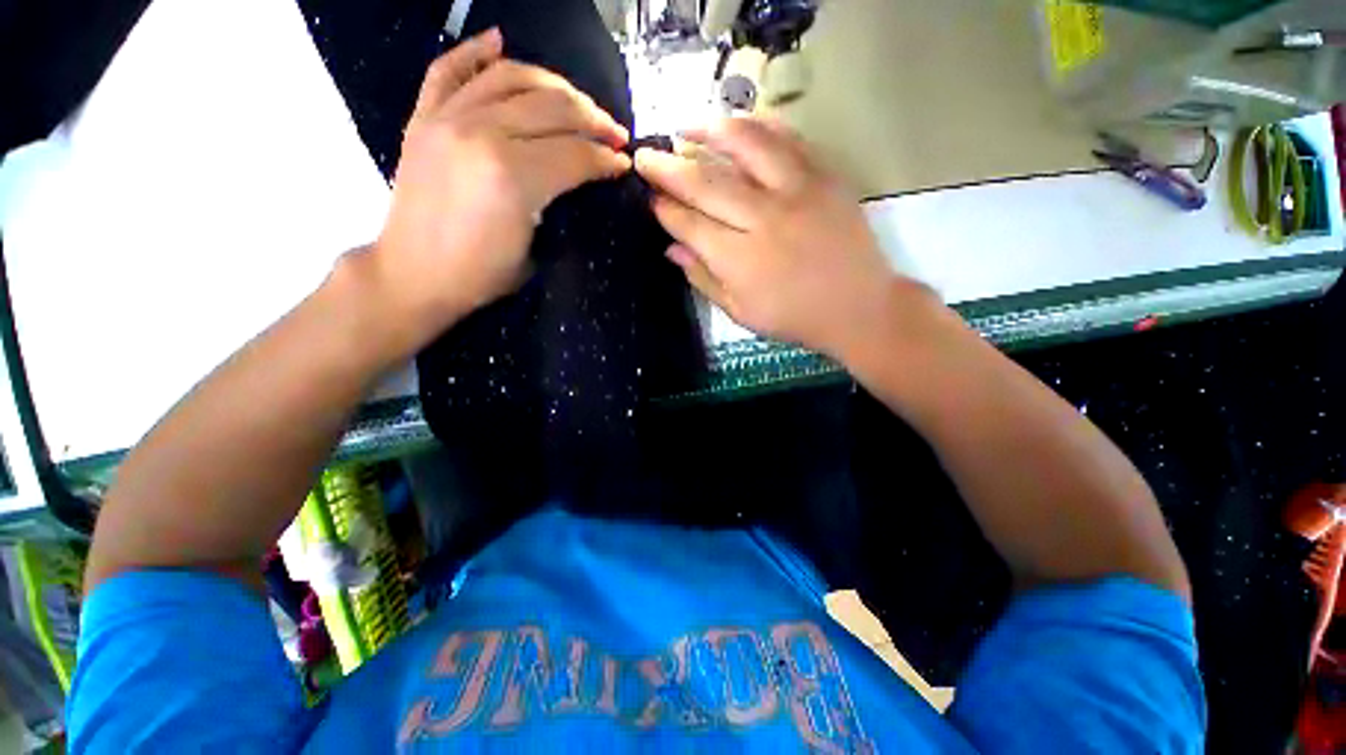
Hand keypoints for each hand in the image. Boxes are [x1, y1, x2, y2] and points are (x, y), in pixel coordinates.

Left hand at [370, 28, 630, 342]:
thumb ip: (560, 205)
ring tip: (577, 101)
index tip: (624, 163)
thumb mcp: (535, 250)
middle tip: (614, 133)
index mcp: (514, 178)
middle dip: (594, 119)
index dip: (606, 158)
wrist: (414, 274)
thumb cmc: (481, 275)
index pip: (575, 154)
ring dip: (555, 85)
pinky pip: (451, 69)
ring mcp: (448, 119)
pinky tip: (499, 40)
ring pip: (512, 77)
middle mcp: (482, 134)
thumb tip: (583, 178)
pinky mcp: (425, 117)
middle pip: (552, 107)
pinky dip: (476, 50)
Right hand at [634, 116, 929, 356]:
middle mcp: (763, 219)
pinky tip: (738, 125)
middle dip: (668, 168)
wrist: (857, 307)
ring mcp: (797, 191)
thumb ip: (703, 279)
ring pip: (745, 145)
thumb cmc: (793, 317)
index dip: (665, 209)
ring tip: (686, 127)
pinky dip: (759, 125)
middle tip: (645, 156)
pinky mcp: (824, 176)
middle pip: (706, 182)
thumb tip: (672, 249)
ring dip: (709, 131)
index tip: (648, 197)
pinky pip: (788, 139)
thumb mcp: (740, 312)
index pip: (690, 224)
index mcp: (740, 260)